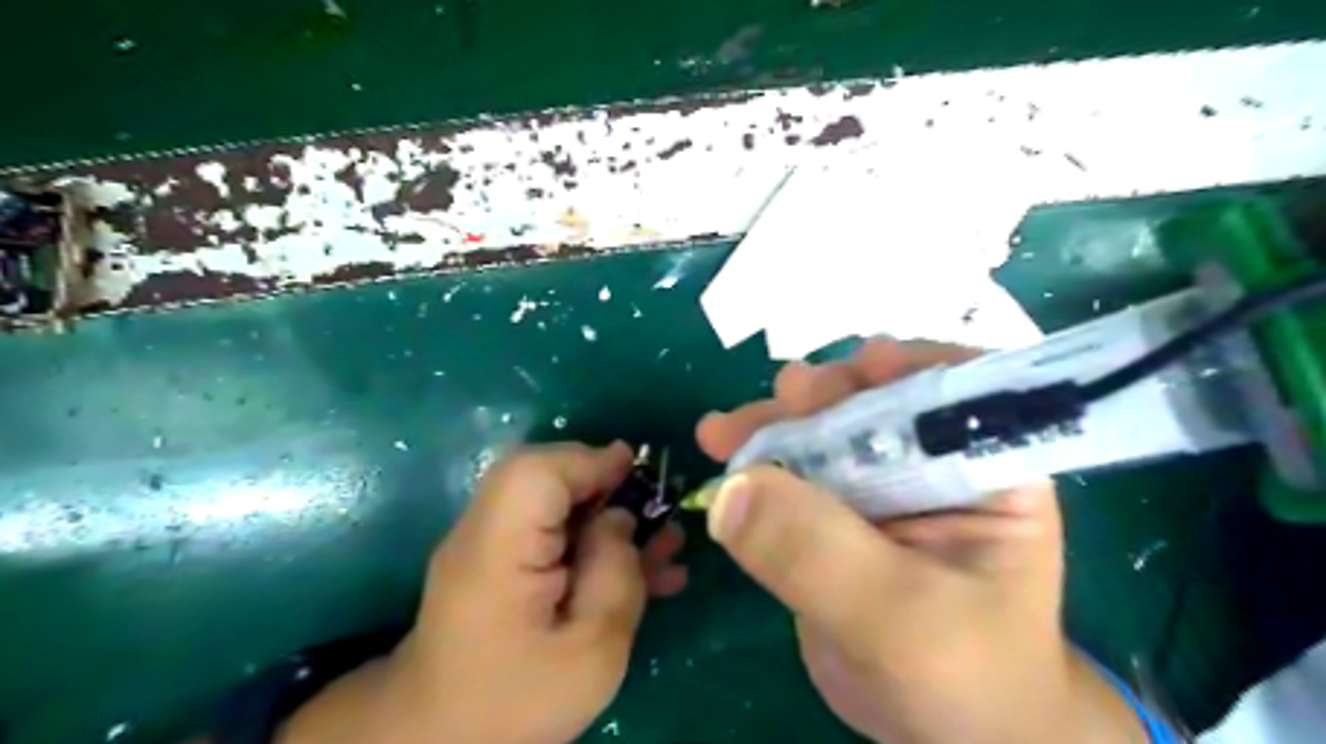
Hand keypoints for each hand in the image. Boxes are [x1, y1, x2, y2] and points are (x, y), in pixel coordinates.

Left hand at [283, 441, 695, 743]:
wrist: (442, 739)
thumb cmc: (516, 701)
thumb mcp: (589, 651)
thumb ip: (614, 574)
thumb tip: (621, 518)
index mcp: (499, 548)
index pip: (538, 471)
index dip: (591, 461)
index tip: (639, 470)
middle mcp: (487, 529)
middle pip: (546, 476)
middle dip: (605, 484)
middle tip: (654, 510)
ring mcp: (493, 544)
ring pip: (555, 501)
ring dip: (608, 513)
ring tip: (663, 541)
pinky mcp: (503, 562)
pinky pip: (553, 532)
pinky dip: (594, 538)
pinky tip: (642, 568)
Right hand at [699, 337, 1145, 742]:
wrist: (941, 733)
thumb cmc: (963, 676)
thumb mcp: (901, 619)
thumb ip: (820, 553)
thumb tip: (732, 489)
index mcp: (987, 469)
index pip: (961, 392)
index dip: (912, 368)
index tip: (861, 364)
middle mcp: (931, 463)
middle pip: (873, 403)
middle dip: (824, 394)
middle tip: (782, 397)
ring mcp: (875, 487)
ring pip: (820, 434)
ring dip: (773, 425)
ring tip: (724, 431)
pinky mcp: (832, 514)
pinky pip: (789, 475)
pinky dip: (753, 464)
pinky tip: (720, 455)